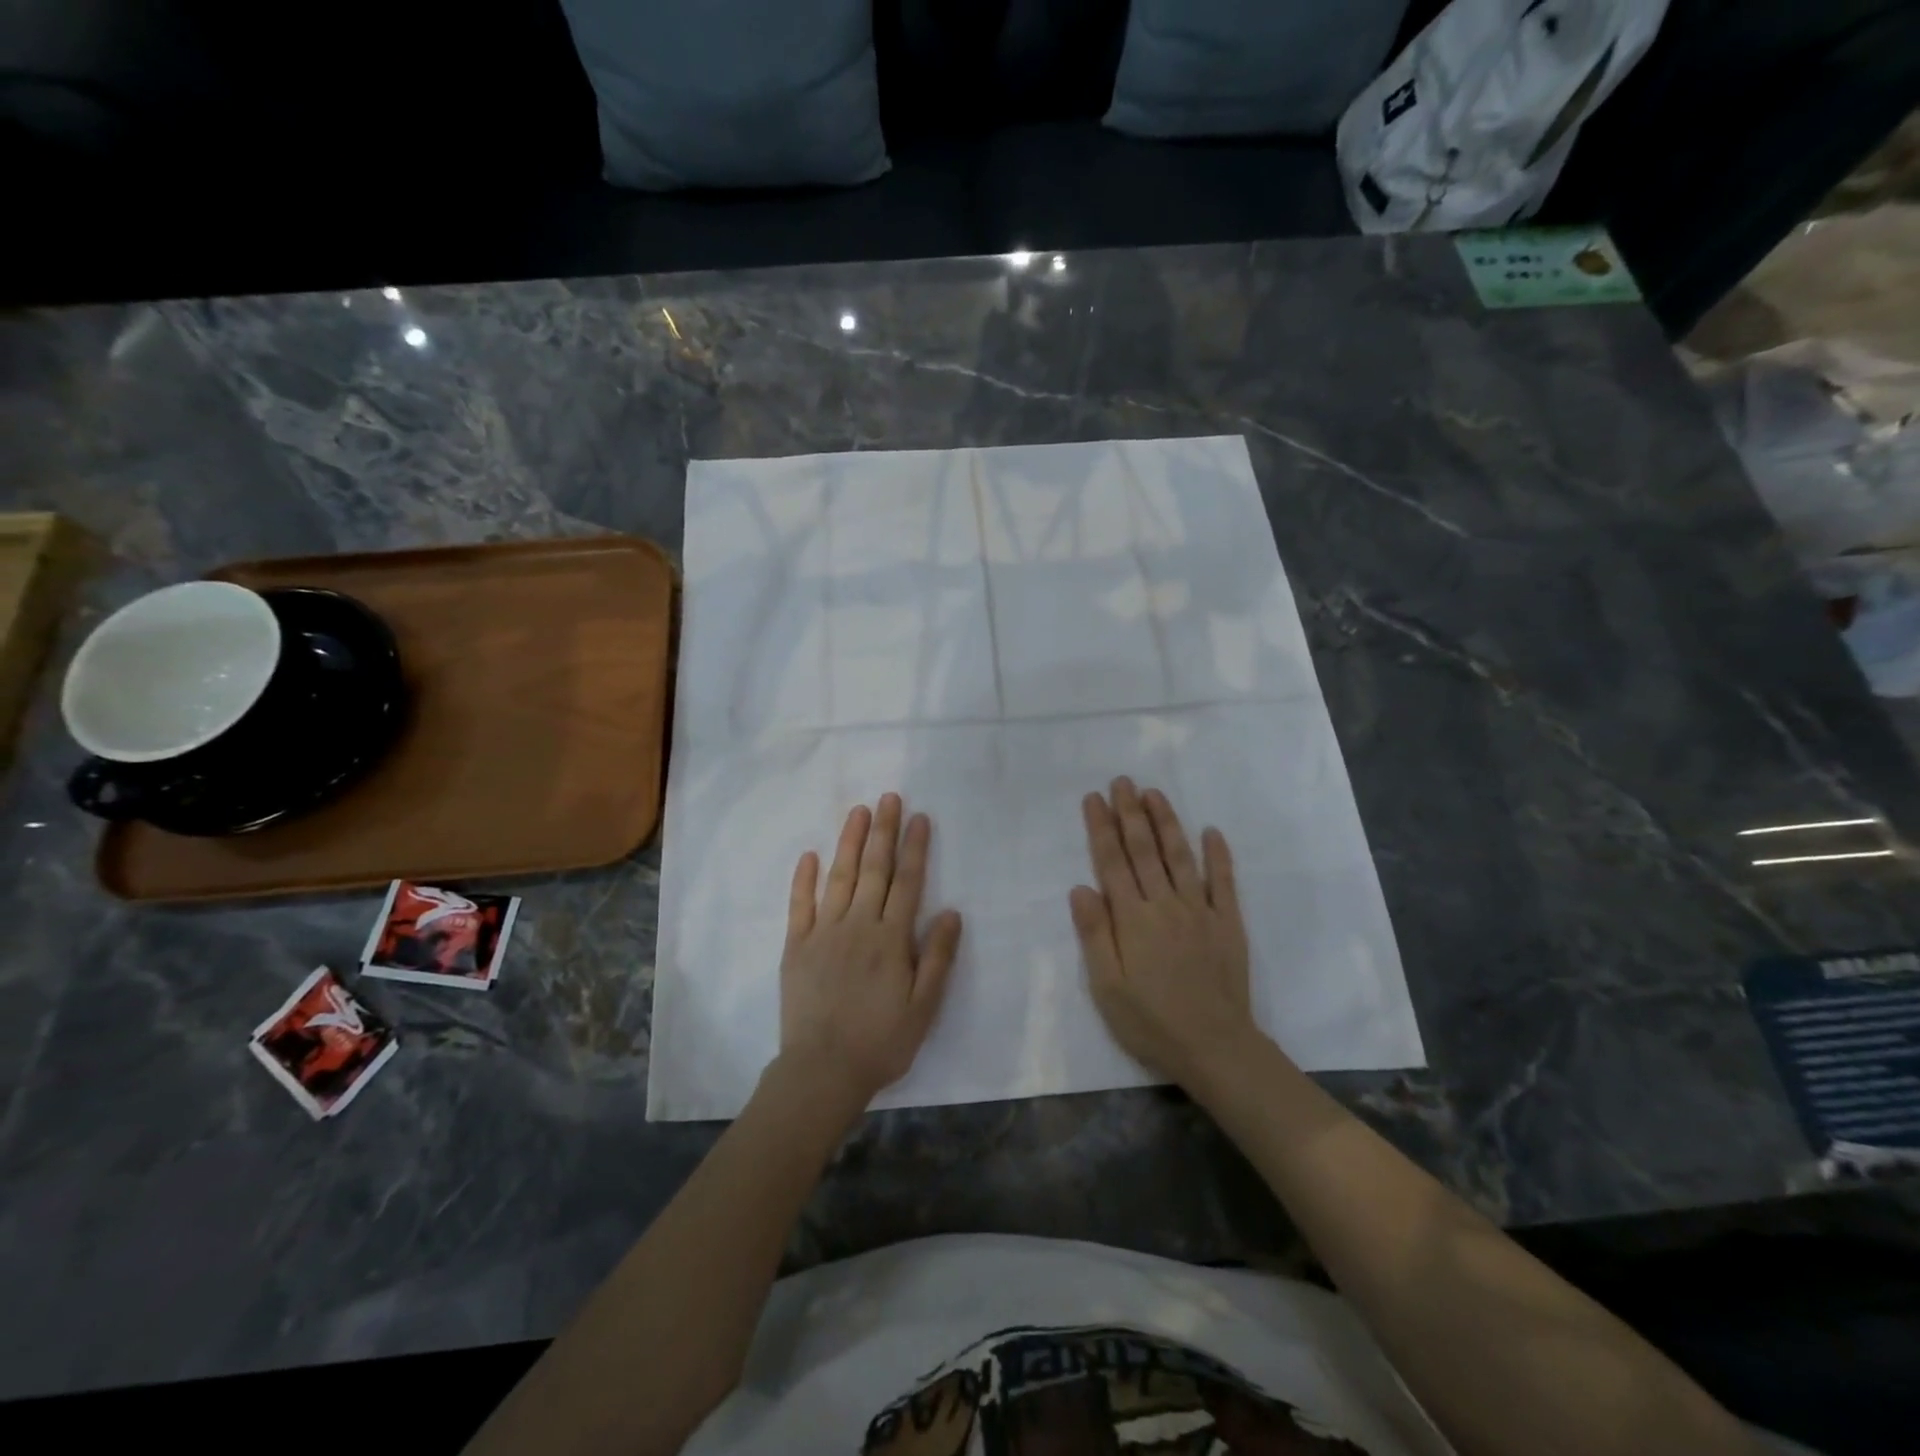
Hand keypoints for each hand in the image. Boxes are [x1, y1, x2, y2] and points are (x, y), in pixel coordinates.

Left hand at [778, 793, 962, 1115]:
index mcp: (891, 938)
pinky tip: (809, 855)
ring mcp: (824, 933)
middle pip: (873, 869)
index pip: (907, 882)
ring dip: (849, 842)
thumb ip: (937, 957)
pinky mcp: (797, 946)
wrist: (822, 1071)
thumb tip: (952, 912)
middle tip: (888, 798)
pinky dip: (804, 878)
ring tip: (858, 811)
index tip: (919, 817)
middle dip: (883, 831)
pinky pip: (800, 904)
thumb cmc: (881, 1042)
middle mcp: (858, 925)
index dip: (915, 848)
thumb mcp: (923, 1007)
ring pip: (839, 877)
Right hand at [1070, 777, 1258, 1089]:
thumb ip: (1094, 934)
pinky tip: (1212, 831)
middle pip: (1144, 850)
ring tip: (1154, 793)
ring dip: (1167, 822)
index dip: (1101, 828)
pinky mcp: (1228, 923)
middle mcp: (1165, 904)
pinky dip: (1218, 855)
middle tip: (1122, 781)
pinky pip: (1224, 882)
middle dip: (1131, 813)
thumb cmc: (1150, 1021)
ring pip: (1180, 856)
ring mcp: (1200, 911)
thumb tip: (1080, 887)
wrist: (1215, 1047)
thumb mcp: (1106, 986)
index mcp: (1132, 919)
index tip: (1094, 798)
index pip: (1112, 863)